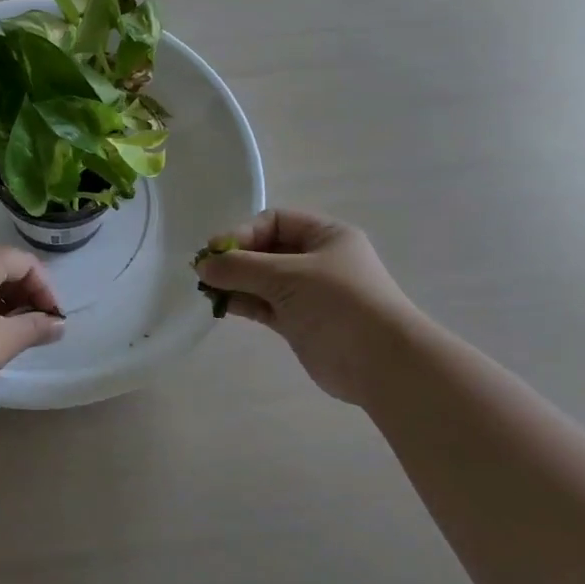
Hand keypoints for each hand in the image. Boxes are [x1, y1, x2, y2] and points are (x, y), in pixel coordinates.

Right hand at [196, 210, 417, 404]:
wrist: (381, 363)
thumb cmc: (339, 303)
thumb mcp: (288, 275)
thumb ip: (242, 268)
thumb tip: (202, 265)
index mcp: (326, 236)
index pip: (275, 221)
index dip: (243, 232)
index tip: (217, 251)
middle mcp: (318, 260)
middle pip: (267, 250)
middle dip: (236, 258)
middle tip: (205, 272)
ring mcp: (309, 293)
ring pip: (263, 280)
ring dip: (236, 282)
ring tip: (208, 290)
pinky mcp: (300, 322)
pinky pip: (265, 305)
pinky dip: (244, 303)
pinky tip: (222, 305)